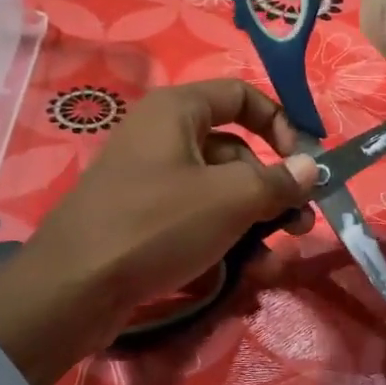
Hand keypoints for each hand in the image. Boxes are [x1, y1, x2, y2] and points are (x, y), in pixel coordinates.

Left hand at [0, 80, 318, 384]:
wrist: (74, 288)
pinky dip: (224, 240)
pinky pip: (196, 220)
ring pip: (219, 193)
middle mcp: (163, 138)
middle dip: (273, 189)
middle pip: (235, 151)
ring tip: (275, 259)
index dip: (279, 122)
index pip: (240, 96)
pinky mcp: (144, 221)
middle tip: (300, 223)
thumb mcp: (230, 198)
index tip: (303, 161)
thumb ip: (278, 180)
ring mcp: (151, 182)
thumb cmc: (157, 223)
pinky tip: (248, 274)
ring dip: (255, 223)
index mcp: (177, 111)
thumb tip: (312, 167)